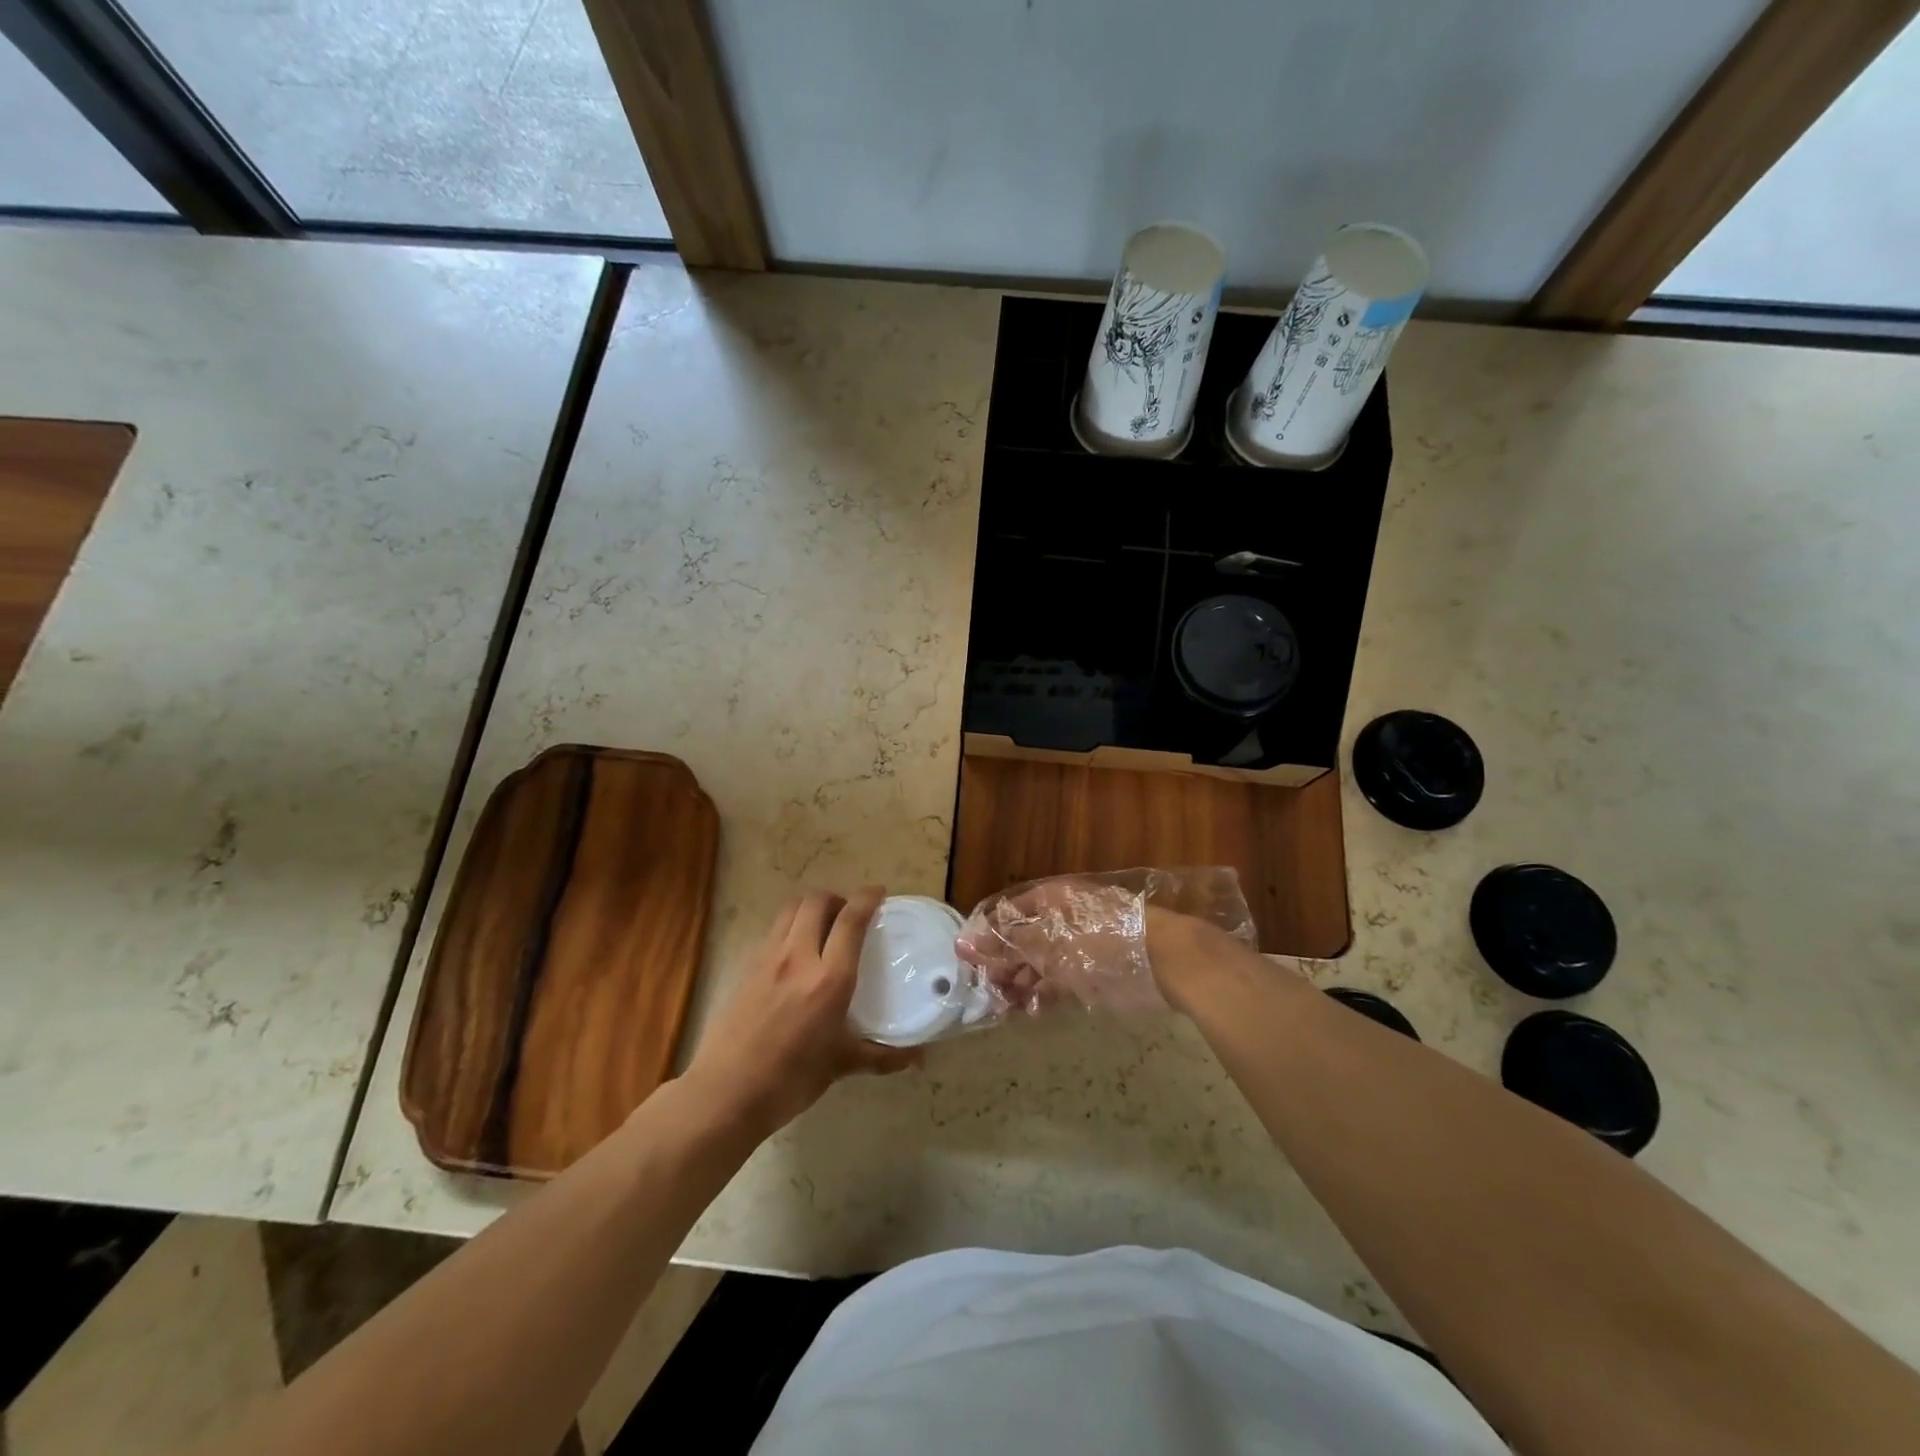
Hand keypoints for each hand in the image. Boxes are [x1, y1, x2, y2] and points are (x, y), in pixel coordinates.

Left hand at [684, 887, 919, 1138]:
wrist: (725, 1093)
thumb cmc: (790, 1080)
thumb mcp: (840, 1065)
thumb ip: (881, 1056)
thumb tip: (918, 1058)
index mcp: (828, 979)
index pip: (850, 920)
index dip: (867, 898)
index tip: (879, 893)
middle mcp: (798, 958)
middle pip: (816, 901)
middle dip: (836, 898)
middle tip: (849, 915)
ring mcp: (767, 959)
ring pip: (791, 910)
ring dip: (811, 908)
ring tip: (824, 927)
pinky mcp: (747, 968)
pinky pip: (774, 931)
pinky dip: (791, 927)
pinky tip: (797, 955)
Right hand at [956, 874, 1163, 1013]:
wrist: (1165, 959)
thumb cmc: (1102, 940)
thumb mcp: (1050, 942)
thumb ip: (1007, 945)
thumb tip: (965, 943)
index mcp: (1049, 899)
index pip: (1005, 915)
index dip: (986, 937)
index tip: (968, 962)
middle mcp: (1059, 917)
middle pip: (1021, 939)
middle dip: (1003, 965)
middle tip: (987, 990)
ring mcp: (1077, 943)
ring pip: (1038, 962)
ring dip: (1021, 983)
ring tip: (1006, 1006)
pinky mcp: (1092, 968)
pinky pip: (1059, 978)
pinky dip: (1044, 993)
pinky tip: (1032, 1010)